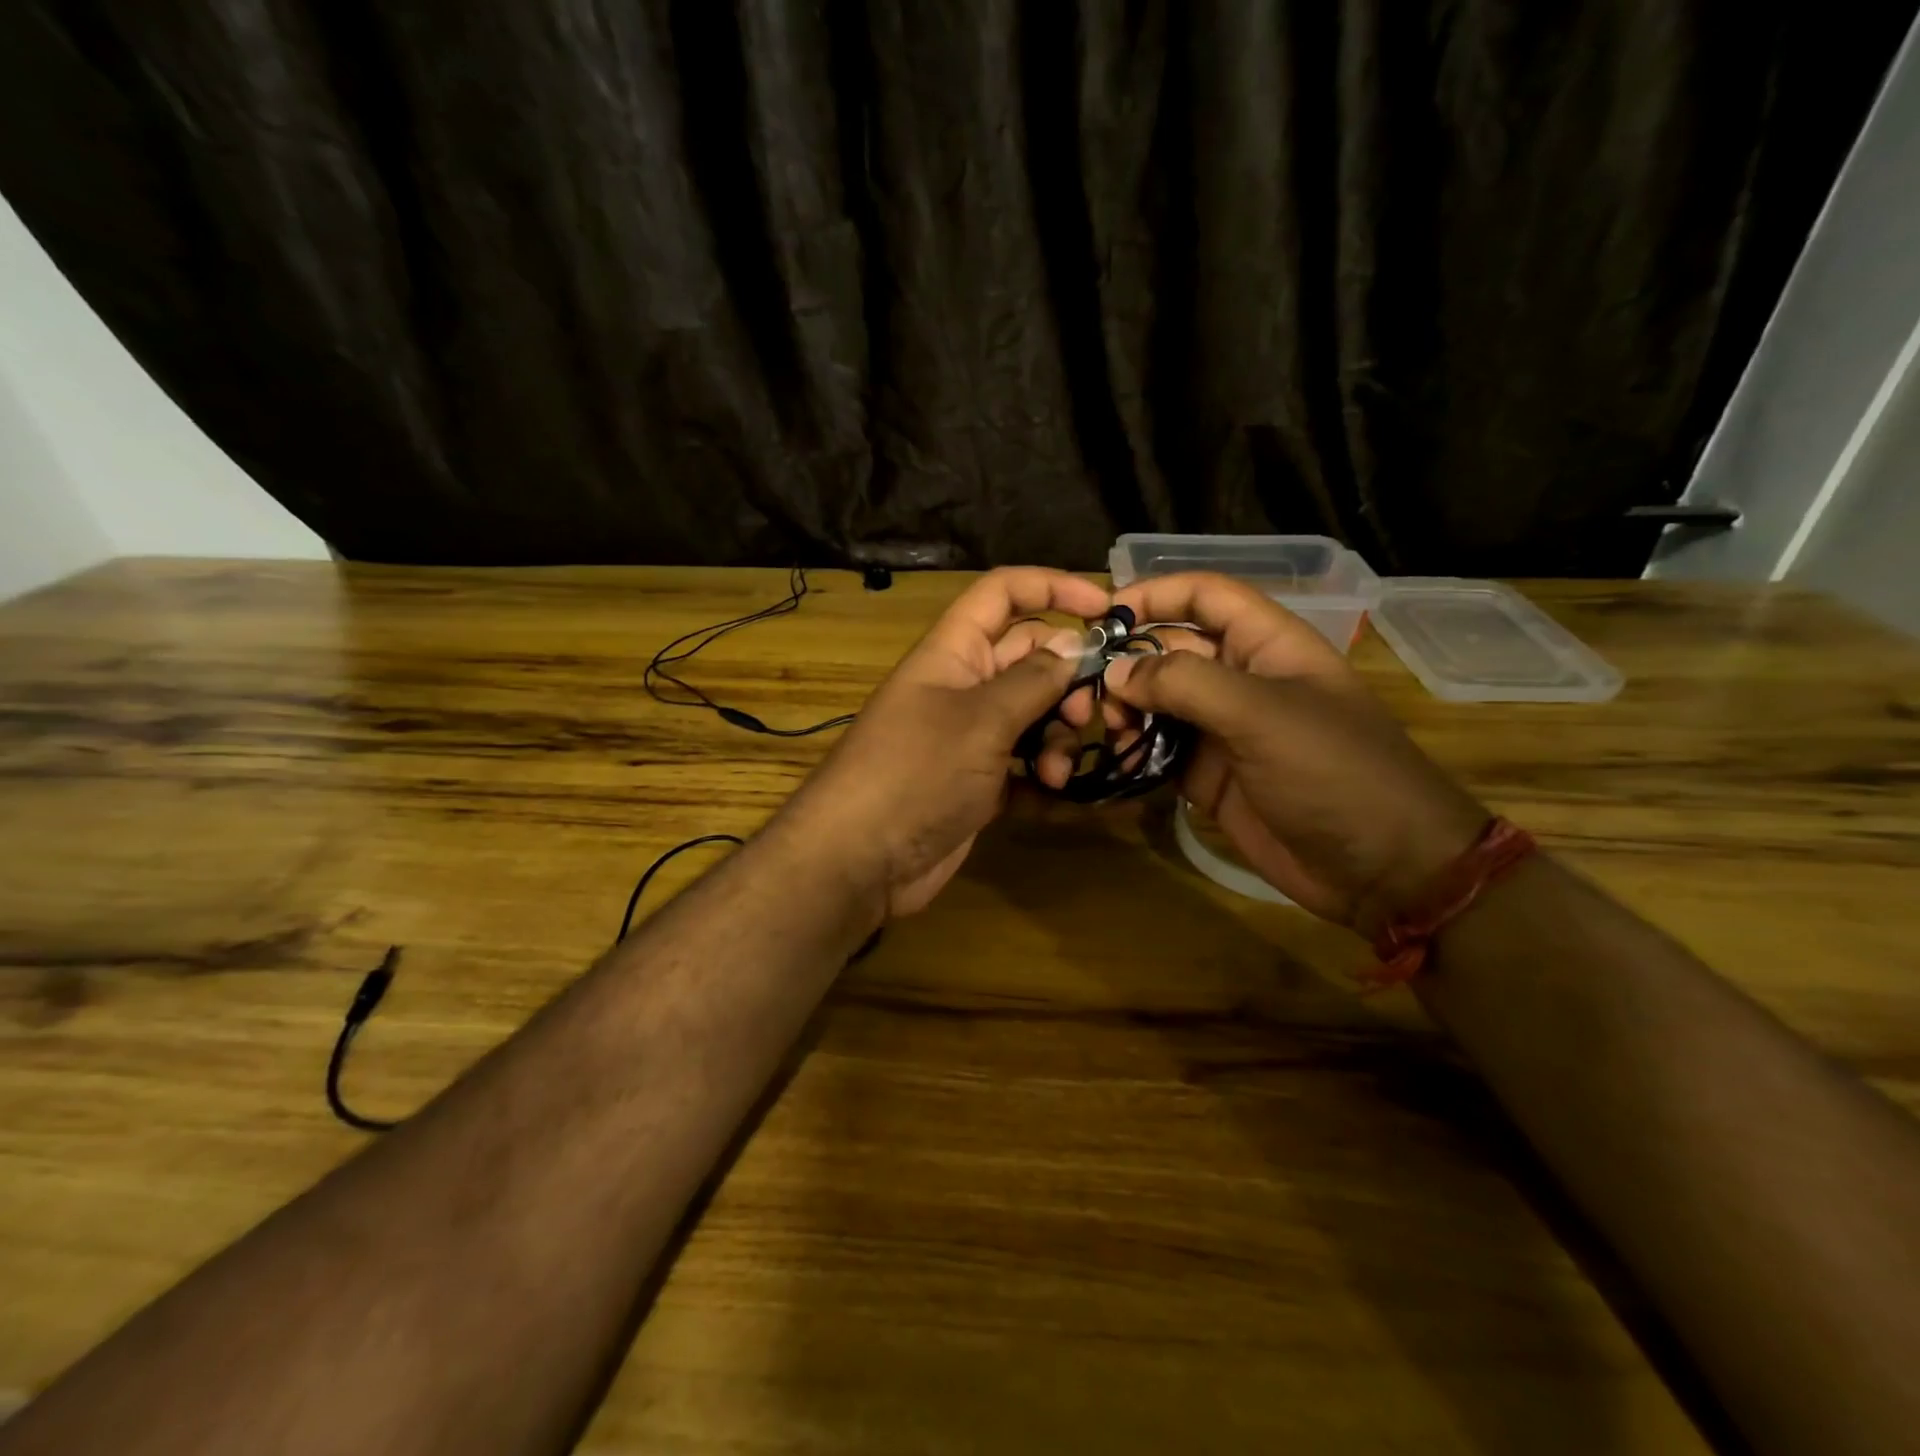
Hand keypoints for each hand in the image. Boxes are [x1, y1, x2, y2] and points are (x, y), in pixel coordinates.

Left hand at [780, 567, 1110, 918]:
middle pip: (1031, 658)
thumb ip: (1034, 680)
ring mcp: (972, 738)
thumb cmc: (916, 772)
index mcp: (954, 651)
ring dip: (1057, 739)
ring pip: (1035, 716)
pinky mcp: (980, 783)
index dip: (1052, 588)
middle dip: (1067, 682)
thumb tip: (1074, 646)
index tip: (1105, 609)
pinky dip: (1045, 777)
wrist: (860, 860)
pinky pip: (1026, 765)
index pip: (1004, 594)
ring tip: (1054, 773)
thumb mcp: (981, 719)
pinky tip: (1058, 798)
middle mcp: (964, 687)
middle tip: (1084, 715)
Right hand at [1106, 572, 1488, 930]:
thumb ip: (1184, 684)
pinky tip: (1117, 760)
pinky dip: (1135, 751)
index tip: (1102, 615)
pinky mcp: (1209, 775)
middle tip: (1091, 691)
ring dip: (1127, 709)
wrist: (1381, 868)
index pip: (1204, 596)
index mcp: (1267, 645)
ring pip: (1159, 702)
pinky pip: (1160, 750)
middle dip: (1129, 662)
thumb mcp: (1261, 715)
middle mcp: (1241, 679)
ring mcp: (1223, 729)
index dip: (1155, 594)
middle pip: (1171, 649)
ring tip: (1109, 728)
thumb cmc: (1334, 772)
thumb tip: (1116, 673)